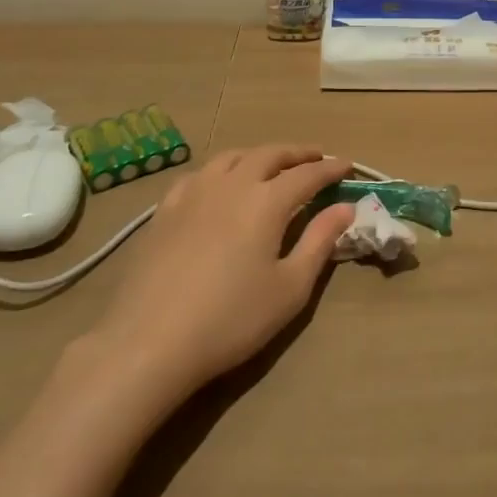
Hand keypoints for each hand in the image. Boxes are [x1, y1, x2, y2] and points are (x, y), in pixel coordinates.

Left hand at [82, 145, 354, 403]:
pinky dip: (221, 170)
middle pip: (270, 154)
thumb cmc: (231, 320)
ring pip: (232, 156)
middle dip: (297, 153)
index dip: (330, 169)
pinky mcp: (165, 210)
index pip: (307, 174)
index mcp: (267, 201)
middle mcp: (232, 184)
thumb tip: (345, 207)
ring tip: (271, 164)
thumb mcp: (289, 288)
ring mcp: (194, 193)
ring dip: (259, 155)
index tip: (347, 166)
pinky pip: (199, 174)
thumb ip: (320, 242)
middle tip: (315, 158)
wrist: (149, 342)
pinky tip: (219, 184)